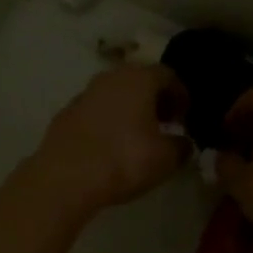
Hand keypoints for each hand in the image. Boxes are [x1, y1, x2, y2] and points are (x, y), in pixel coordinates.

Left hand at [32, 65, 191, 214]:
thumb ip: (182, 146)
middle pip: (140, 80)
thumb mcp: (166, 158)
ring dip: (131, 109)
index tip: (186, 116)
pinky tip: (112, 144)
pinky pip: (97, 110)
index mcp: (139, 78)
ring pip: (116, 94)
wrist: (66, 178)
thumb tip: (184, 142)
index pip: (168, 75)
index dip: (181, 95)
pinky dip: (109, 120)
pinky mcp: (66, 113)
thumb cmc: (124, 159)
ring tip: (140, 135)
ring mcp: (85, 93)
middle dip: (155, 99)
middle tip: (166, 122)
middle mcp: (111, 77)